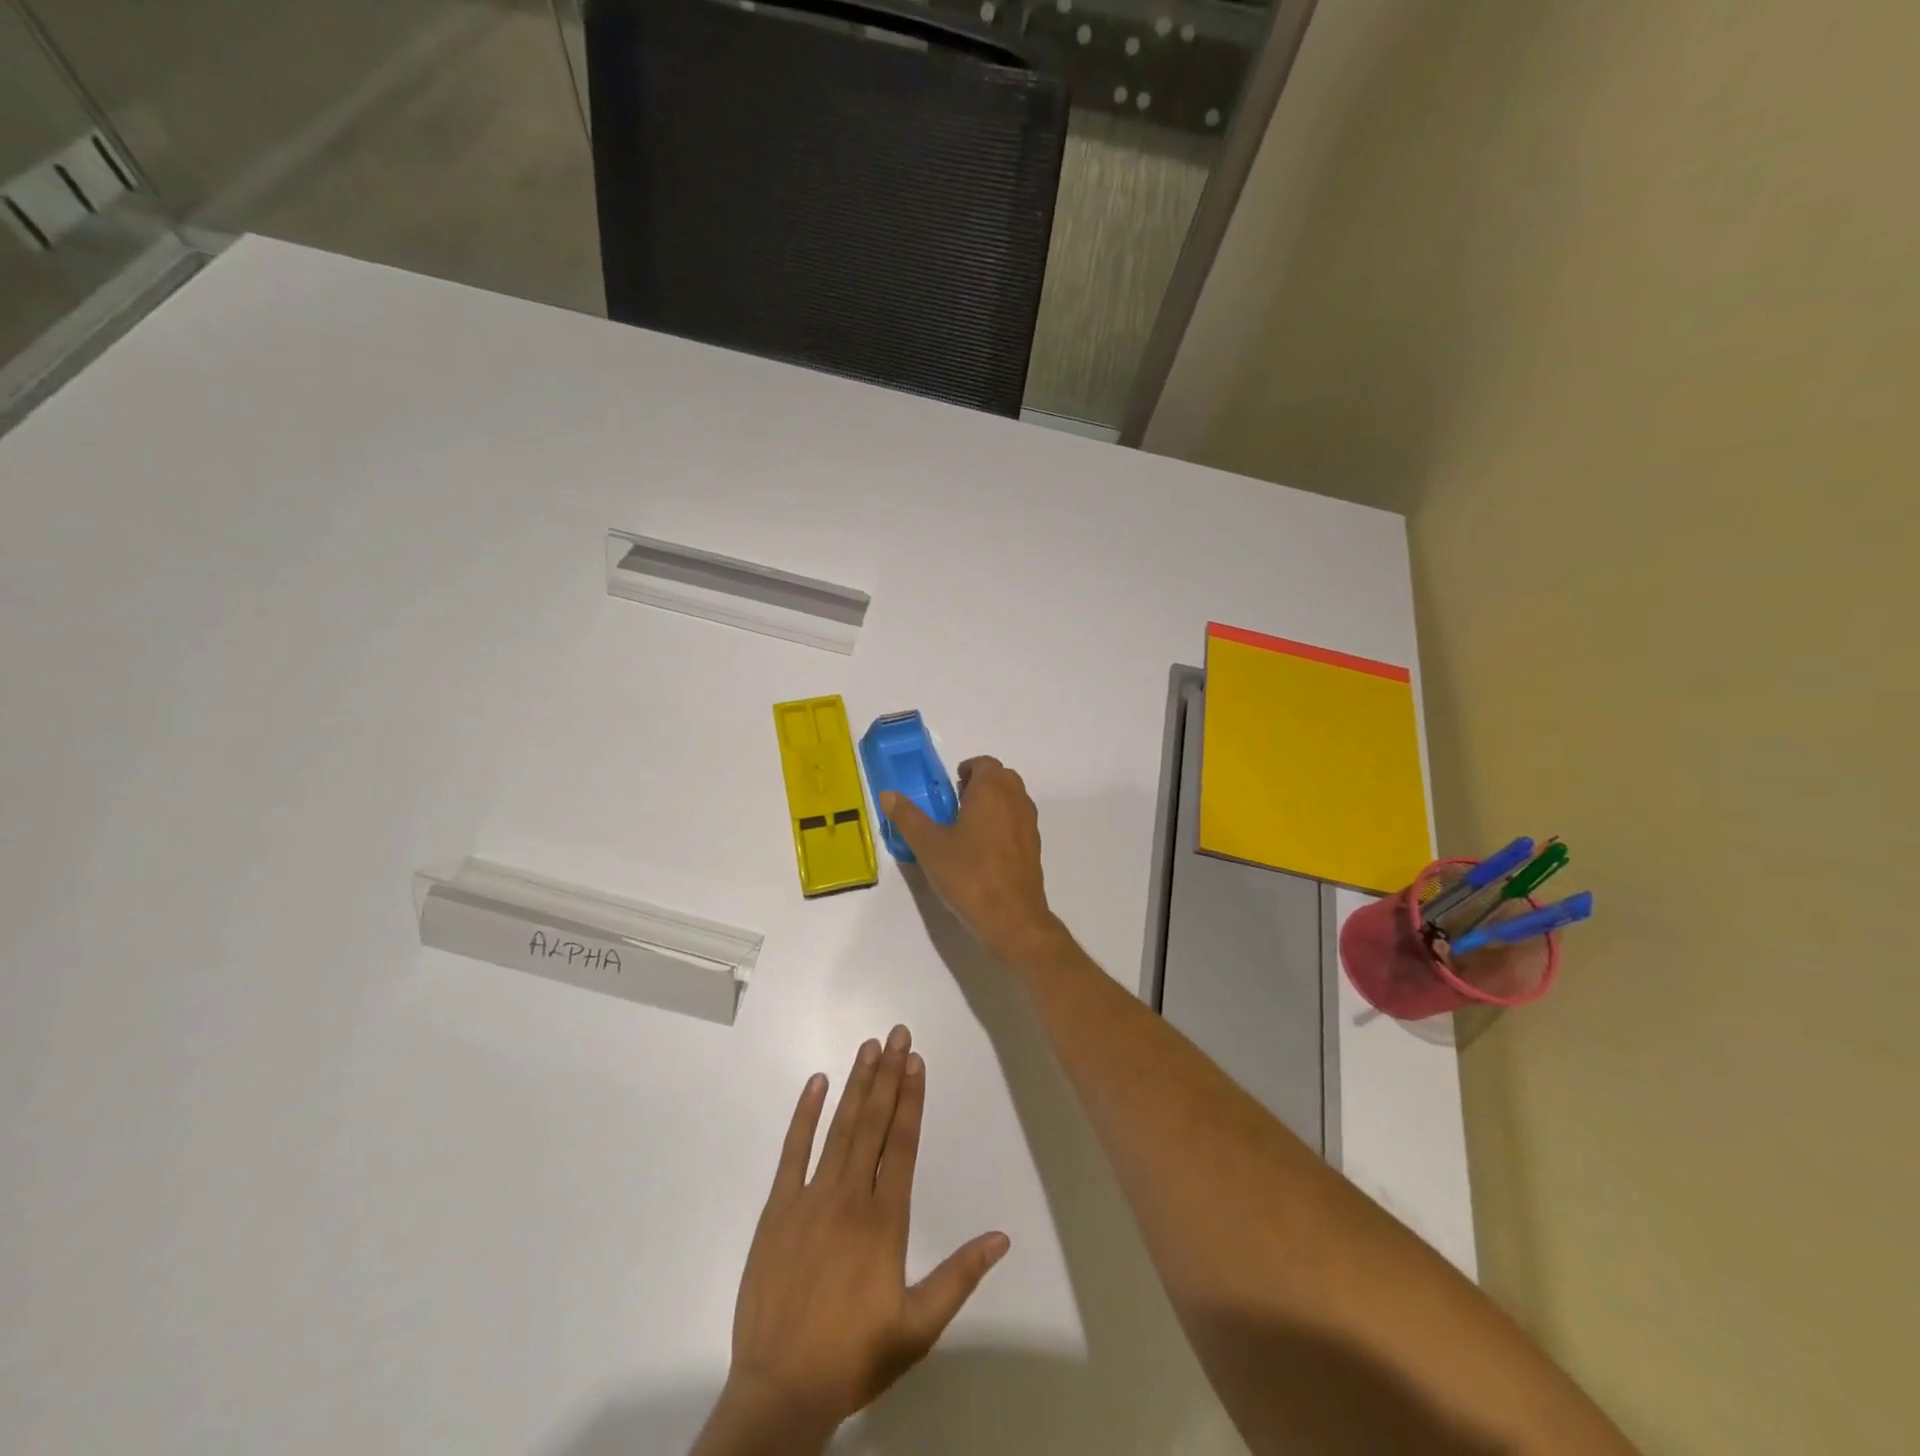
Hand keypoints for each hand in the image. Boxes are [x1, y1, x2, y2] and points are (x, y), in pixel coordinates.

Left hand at [703, 1027, 1009, 1451]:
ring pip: (839, 1128)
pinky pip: (792, 1151)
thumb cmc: (855, 1355)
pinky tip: (816, 1083)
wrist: (781, 1390)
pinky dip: (805, 1114)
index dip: (911, 1098)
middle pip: (872, 1123)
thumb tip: (1002, 1238)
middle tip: (896, 1034)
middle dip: (887, 1075)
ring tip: (868, 1047)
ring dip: (856, 1085)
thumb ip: (959, 1276)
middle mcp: (850, 1197)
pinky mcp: (777, 1209)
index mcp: (885, 1221)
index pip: (902, 1144)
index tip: (916, 1061)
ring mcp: (810, 1198)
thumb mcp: (918, 1326)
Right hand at [880, 757, 1060, 959]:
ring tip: (967, 827)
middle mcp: (1016, 800)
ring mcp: (1029, 824)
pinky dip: (1003, 824)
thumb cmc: (968, 874)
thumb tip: (888, 794)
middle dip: (981, 784)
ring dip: (993, 803)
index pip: (984, 764)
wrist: (1011, 917)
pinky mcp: (1034, 848)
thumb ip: (907, 816)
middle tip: (956, 803)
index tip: (950, 786)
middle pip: (1002, 778)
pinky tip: (983, 851)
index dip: (967, 770)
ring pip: (1013, 800)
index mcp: (992, 791)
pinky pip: (1018, 822)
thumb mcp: (928, 845)